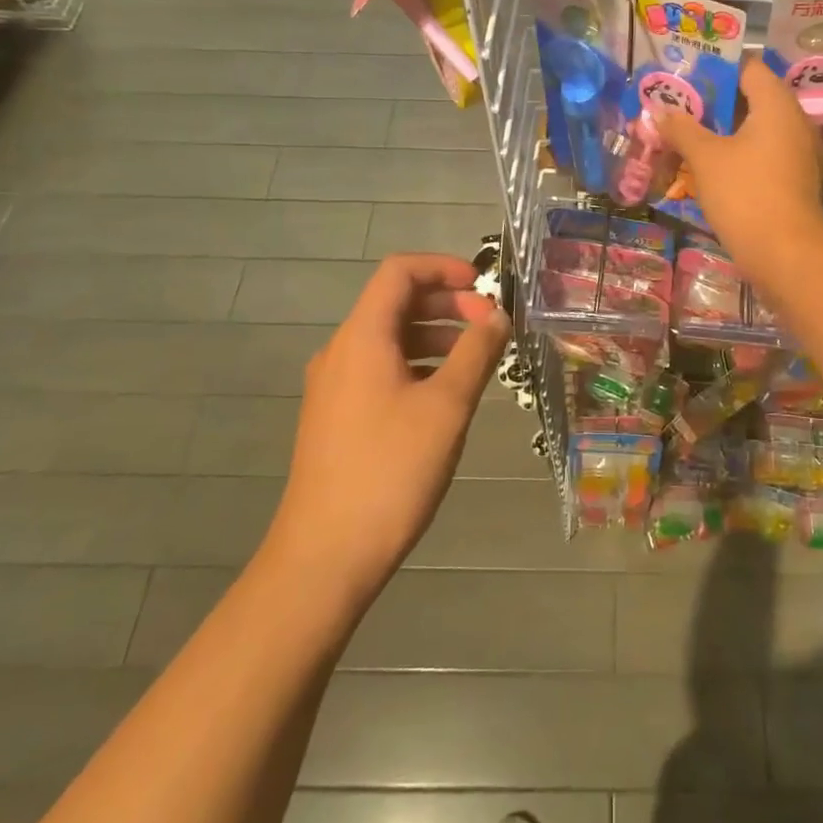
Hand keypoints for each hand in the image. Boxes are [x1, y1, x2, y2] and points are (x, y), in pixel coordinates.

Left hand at [269, 254, 509, 601]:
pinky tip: (444, 396)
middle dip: (446, 303)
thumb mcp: (447, 406)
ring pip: (389, 338)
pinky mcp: (335, 417)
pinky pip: (379, 369)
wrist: (325, 556)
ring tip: (475, 359)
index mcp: (362, 337)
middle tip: (488, 325)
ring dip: (434, 335)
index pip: (399, 271)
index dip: (443, 267)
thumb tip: (497, 316)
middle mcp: (341, 352)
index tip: (484, 287)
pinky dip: (416, 364)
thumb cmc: (391, 470)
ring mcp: (333, 386)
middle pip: (394, 302)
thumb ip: (476, 352)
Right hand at [658, 58, 822, 282]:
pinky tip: (705, 164)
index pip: (747, 67)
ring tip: (683, 133)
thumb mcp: (705, 158)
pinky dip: (734, 152)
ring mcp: (795, 151)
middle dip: (712, 101)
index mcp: (776, 103)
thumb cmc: (745, 194)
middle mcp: (792, 120)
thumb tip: (661, 111)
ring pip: (753, 128)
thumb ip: (682, 129)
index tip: (683, 76)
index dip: (714, 68)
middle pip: (749, 97)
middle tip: (676, 106)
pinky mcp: (791, 178)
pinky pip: (759, 152)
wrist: (786, 254)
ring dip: (720, 129)